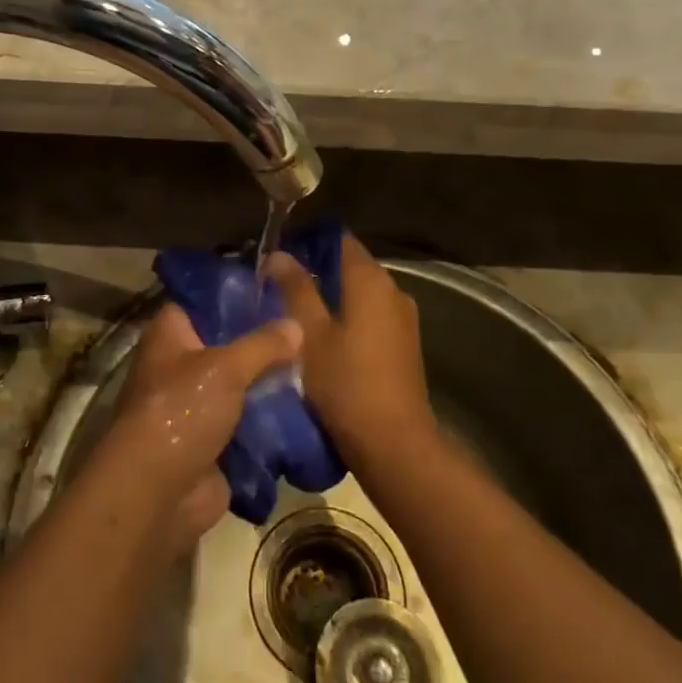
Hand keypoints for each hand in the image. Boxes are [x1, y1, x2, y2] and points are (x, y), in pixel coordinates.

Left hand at [97, 304, 301, 545]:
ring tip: (316, 366)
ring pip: (241, 384)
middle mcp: (180, 366)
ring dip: (271, 382)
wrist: (157, 493)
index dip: (236, 295)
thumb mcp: (225, 367)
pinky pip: (249, 422)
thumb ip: (262, 344)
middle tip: (308, 329)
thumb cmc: (181, 411)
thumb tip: (296, 325)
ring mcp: (196, 406)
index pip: (203, 302)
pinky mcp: (214, 442)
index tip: (276, 290)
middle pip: (228, 345)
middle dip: (264, 342)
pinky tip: (308, 406)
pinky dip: (272, 419)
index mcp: (170, 336)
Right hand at [268, 233, 439, 475]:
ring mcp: (403, 319)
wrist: (394, 442)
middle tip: (277, 285)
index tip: (278, 255)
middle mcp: (393, 291)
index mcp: (371, 280)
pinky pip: (371, 317)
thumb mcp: (310, 334)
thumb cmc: (346, 383)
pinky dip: (347, 318)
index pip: (340, 240)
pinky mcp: (404, 345)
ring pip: (360, 295)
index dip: (308, 242)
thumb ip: (295, 289)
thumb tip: (279, 254)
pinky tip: (322, 338)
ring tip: (294, 312)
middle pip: (350, 266)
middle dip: (316, 272)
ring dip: (331, 298)